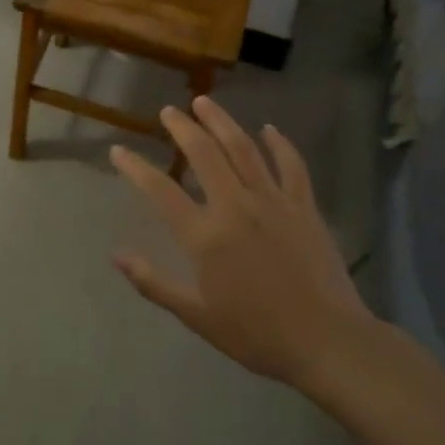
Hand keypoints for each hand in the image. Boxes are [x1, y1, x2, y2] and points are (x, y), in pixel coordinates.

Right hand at [110, 96, 371, 389]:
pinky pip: (291, 166)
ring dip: (221, 122)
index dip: (135, 168)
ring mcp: (273, 202)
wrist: (327, 342)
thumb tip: (117, 255)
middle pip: (204, 154)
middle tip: (169, 111)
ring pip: (243, 148)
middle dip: (182, 128)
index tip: (118, 151)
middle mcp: (236, 206)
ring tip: (205, 102)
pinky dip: (280, 144)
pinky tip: (270, 129)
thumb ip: (154, 283)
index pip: (160, 191)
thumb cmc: (257, 333)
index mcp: (206, 235)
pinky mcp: (304, 207)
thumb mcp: (197, 317)